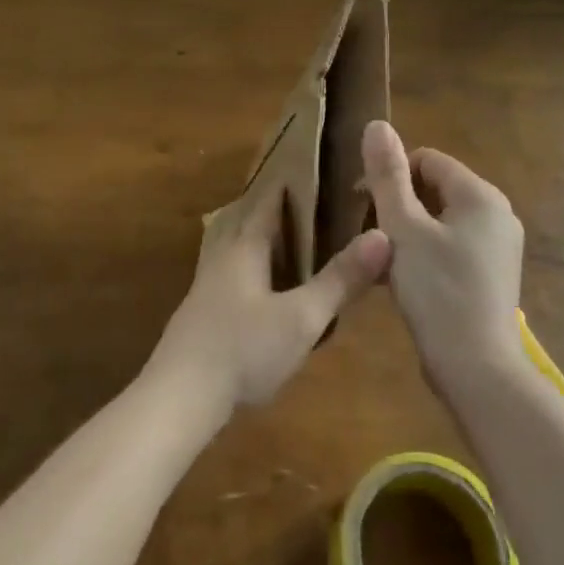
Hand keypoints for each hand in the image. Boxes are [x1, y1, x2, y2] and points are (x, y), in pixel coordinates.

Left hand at [147, 188, 391, 419]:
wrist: (180, 397)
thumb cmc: (244, 349)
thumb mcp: (302, 318)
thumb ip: (341, 279)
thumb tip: (383, 235)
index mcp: (245, 243)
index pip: (268, 196)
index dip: (293, 180)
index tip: (321, 167)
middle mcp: (223, 252)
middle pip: (246, 214)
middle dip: (275, 204)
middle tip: (311, 198)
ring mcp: (208, 281)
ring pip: (233, 240)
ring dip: (258, 231)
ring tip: (289, 233)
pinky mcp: (202, 308)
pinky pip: (229, 266)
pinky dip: (249, 259)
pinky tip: (264, 280)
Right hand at [361, 120, 523, 392]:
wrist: (477, 371)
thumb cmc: (437, 291)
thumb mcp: (403, 228)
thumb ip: (387, 175)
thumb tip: (376, 124)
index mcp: (480, 195)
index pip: (426, 160)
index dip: (390, 176)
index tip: (361, 204)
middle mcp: (497, 214)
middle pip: (433, 190)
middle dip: (397, 207)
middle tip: (370, 238)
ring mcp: (498, 247)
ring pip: (439, 222)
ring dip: (406, 234)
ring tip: (381, 263)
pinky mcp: (492, 276)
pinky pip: (451, 248)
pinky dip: (424, 255)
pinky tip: (401, 282)